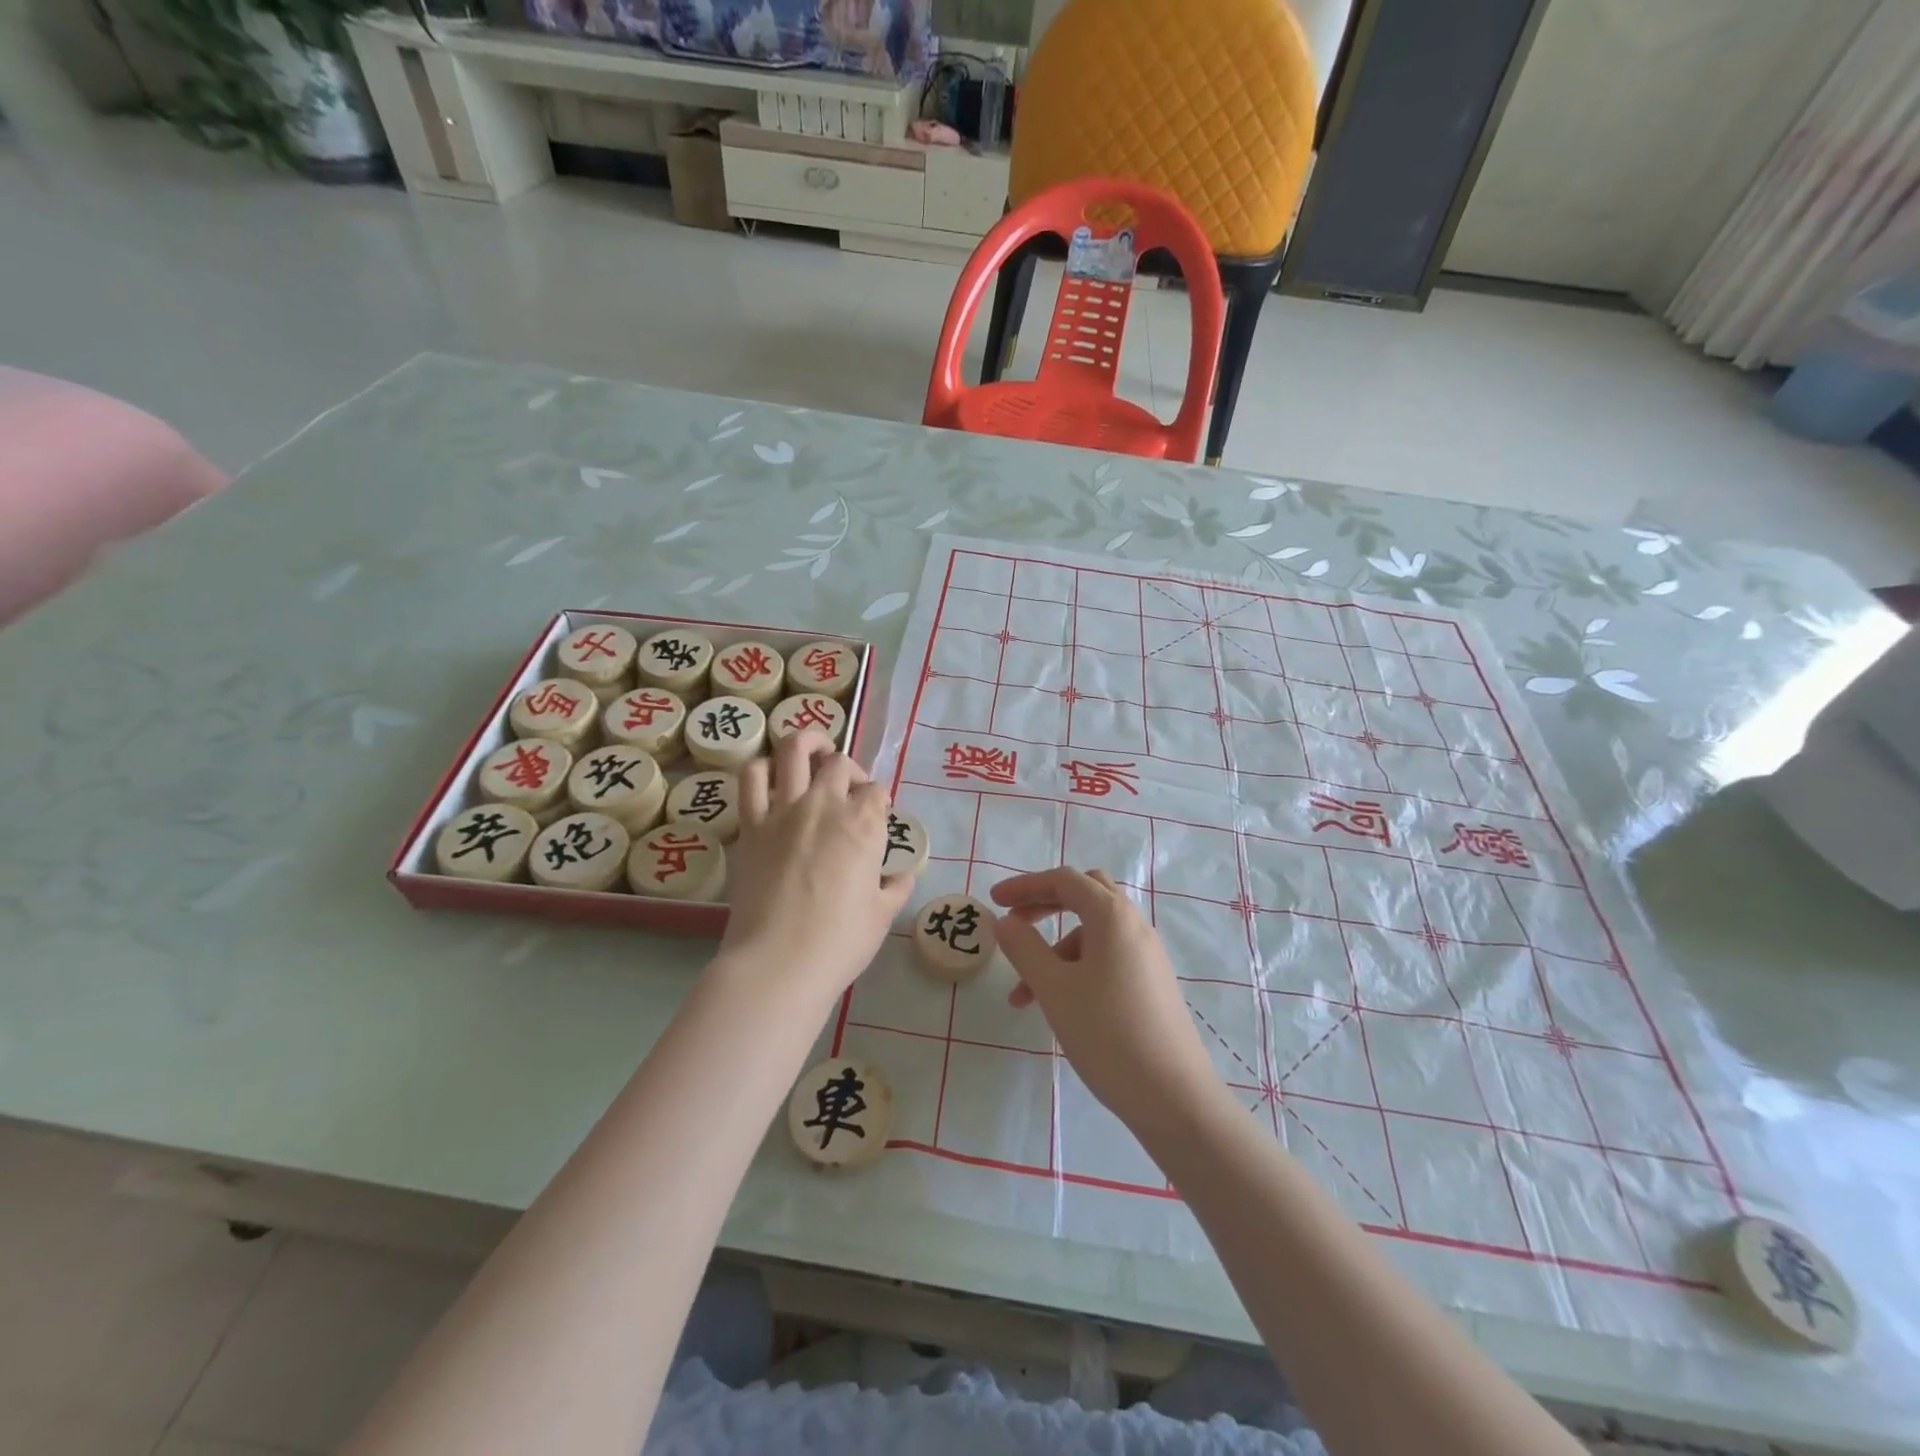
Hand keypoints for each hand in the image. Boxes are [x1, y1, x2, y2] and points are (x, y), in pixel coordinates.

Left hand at [717, 730, 913, 1009]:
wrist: (778, 963)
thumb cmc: (839, 942)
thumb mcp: (882, 915)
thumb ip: (896, 887)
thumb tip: (902, 877)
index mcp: (863, 824)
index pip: (876, 791)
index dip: (879, 800)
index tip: (877, 816)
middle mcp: (825, 805)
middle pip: (839, 763)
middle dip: (849, 769)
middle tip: (848, 788)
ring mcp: (783, 811)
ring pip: (793, 750)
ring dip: (806, 744)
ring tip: (811, 755)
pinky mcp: (750, 825)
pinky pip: (752, 779)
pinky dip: (762, 768)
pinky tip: (771, 776)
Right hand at [992, 868, 1224, 1134]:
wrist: (1173, 1097)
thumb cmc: (1107, 1034)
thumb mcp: (1054, 989)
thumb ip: (1024, 948)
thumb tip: (1005, 922)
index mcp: (1112, 917)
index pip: (1064, 880)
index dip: (1025, 886)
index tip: (993, 902)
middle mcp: (1134, 926)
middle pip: (1085, 895)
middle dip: (1044, 905)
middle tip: (1014, 925)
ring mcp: (1147, 956)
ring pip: (1093, 933)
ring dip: (1055, 950)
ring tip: (1026, 996)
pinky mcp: (1151, 983)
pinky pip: (1107, 957)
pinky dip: (1077, 968)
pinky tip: (1060, 1006)